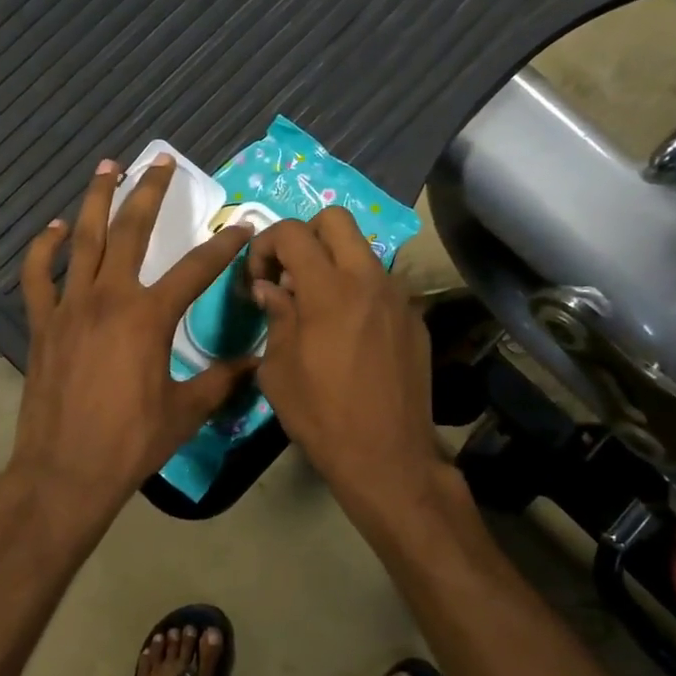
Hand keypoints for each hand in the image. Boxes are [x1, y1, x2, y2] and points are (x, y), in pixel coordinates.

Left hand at [7, 155, 255, 530]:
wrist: (65, 471)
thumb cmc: (131, 442)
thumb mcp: (187, 411)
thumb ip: (222, 380)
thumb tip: (256, 364)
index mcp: (148, 317)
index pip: (195, 269)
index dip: (222, 245)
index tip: (240, 225)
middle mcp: (108, 298)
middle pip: (131, 231)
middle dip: (150, 192)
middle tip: (160, 160)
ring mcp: (69, 307)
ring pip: (83, 239)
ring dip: (96, 200)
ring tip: (107, 167)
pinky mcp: (42, 323)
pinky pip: (38, 275)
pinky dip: (44, 248)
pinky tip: (55, 229)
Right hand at [248, 209, 442, 502]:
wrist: (386, 456)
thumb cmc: (320, 415)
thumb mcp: (278, 369)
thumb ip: (275, 316)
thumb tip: (270, 287)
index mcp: (329, 290)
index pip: (293, 232)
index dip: (266, 244)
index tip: (259, 277)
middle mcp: (369, 280)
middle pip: (336, 220)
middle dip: (305, 235)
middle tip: (290, 273)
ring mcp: (399, 298)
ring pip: (362, 252)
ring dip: (334, 264)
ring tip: (319, 308)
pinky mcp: (415, 319)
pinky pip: (382, 286)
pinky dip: (359, 293)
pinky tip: (350, 334)